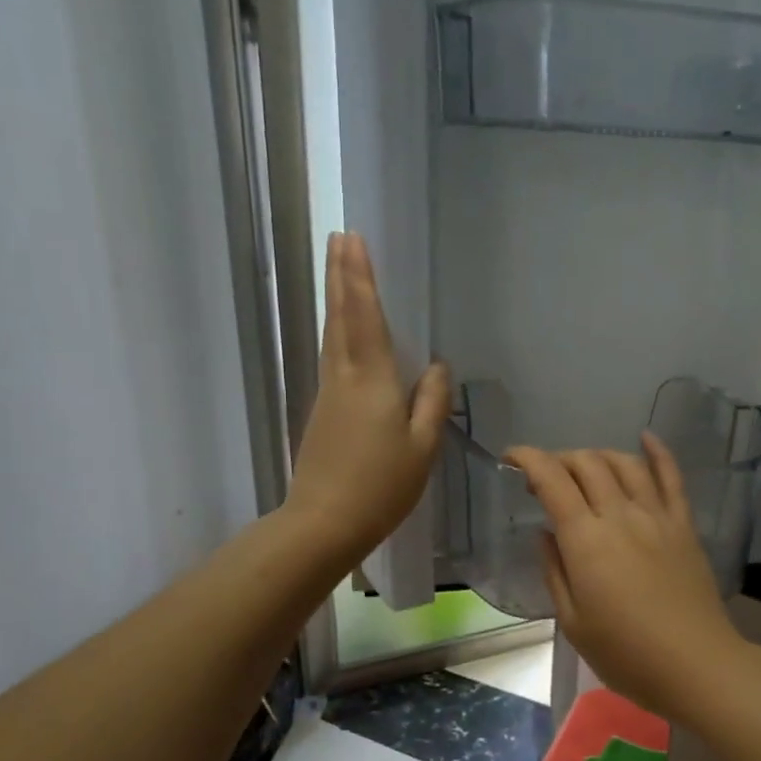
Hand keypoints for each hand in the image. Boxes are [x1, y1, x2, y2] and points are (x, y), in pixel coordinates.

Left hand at [284, 232, 449, 572]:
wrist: (323, 523)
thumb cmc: (381, 487)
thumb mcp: (422, 448)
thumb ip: (432, 402)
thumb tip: (437, 366)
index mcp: (372, 382)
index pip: (366, 318)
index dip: (361, 279)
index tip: (353, 240)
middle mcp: (344, 378)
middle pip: (341, 318)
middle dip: (341, 276)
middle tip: (339, 238)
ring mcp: (329, 394)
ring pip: (332, 335)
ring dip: (337, 299)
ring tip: (341, 270)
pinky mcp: (323, 411)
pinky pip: (334, 356)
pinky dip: (339, 330)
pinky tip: (346, 330)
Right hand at [505, 435, 747, 720]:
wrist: (696, 665)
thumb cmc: (627, 654)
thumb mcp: (573, 623)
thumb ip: (555, 571)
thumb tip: (546, 533)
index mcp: (586, 540)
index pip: (552, 480)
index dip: (528, 459)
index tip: (511, 458)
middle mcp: (620, 515)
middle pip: (587, 463)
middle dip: (560, 459)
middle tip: (547, 478)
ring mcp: (656, 516)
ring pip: (625, 463)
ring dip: (598, 455)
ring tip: (585, 467)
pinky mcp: (683, 524)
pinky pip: (671, 477)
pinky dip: (658, 452)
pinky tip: (646, 437)